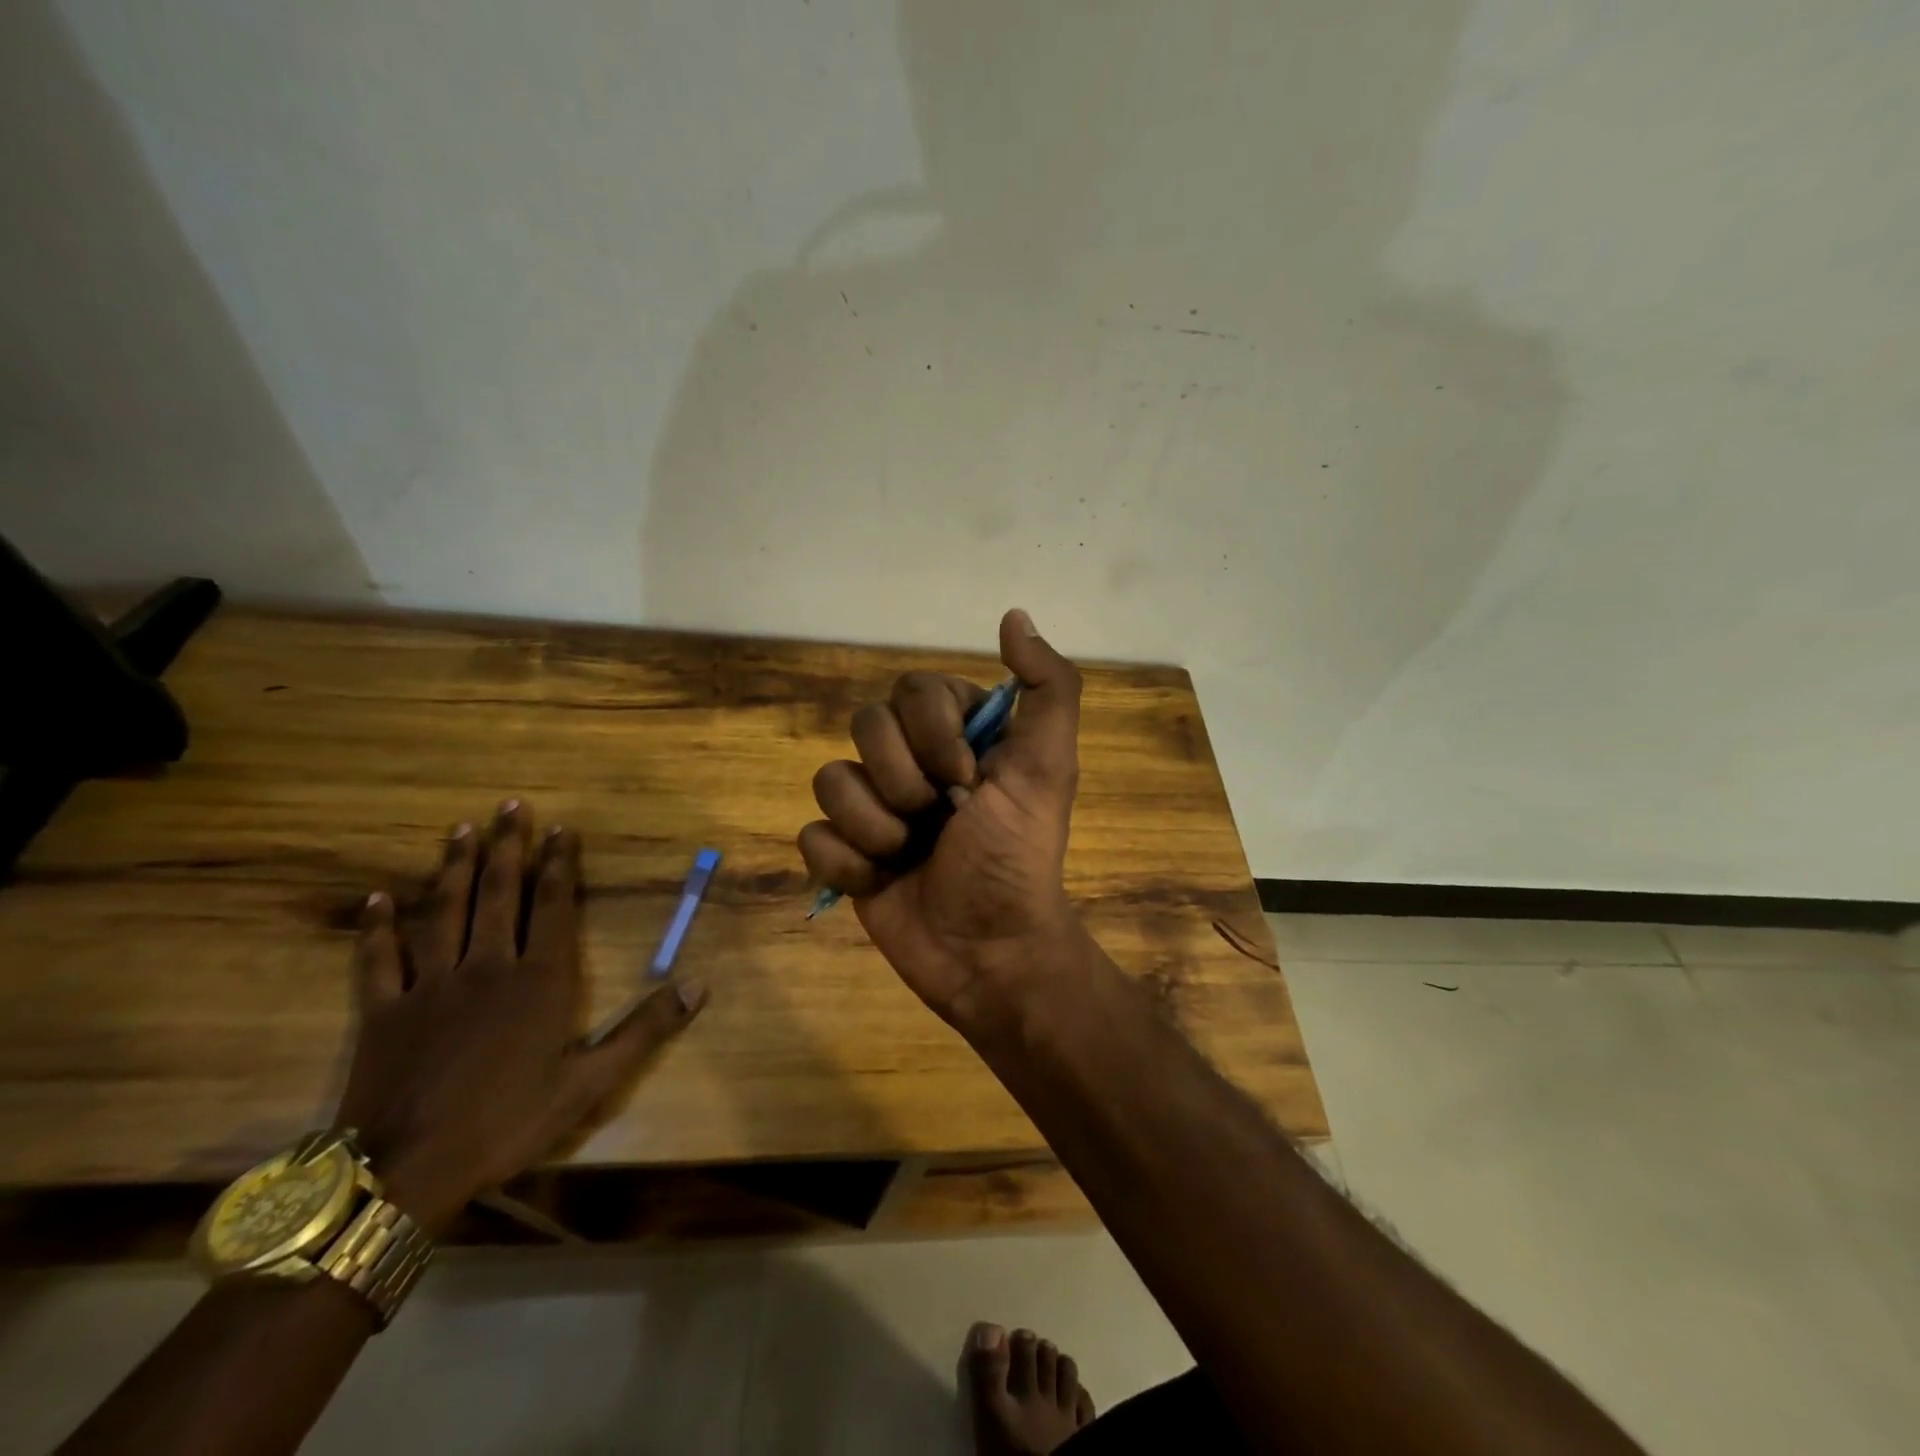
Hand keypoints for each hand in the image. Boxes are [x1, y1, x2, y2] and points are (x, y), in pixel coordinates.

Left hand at [335, 801, 705, 1233]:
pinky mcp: (383, 1011)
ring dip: (452, 868)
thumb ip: (645, 1028)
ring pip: (443, 912)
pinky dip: (377, 927)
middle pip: (497, 893)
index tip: (559, 828)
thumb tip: (699, 985)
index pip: (552, 905)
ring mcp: (431, 985)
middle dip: (506, 847)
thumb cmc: (509, 1122)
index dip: (558, 864)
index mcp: (539, 979)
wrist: (407, 1172)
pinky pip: (379, 959)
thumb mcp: (591, 1081)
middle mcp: (487, 966)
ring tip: (459, 830)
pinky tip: (376, 898)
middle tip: (508, 806)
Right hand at [798, 610, 1085, 1027]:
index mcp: (956, 736)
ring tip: (910, 856)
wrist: (988, 951)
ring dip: (875, 826)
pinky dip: (845, 862)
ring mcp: (874, 809)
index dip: (933, 732)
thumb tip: (1014, 615)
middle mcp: (911, 763)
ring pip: (831, 780)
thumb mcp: (1049, 767)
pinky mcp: (845, 855)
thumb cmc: (1018, 855)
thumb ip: (1047, 688)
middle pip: (865, 726)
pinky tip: (880, 882)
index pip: (913, 690)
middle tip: (939, 820)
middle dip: (903, 781)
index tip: (968, 778)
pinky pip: (811, 835)